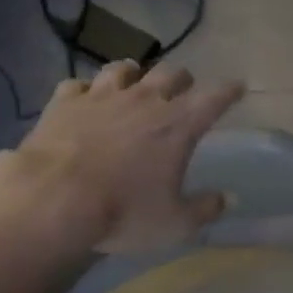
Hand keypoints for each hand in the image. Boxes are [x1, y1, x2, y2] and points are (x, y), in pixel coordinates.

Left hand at [14, 61, 243, 253]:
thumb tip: (229, 198)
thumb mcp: (174, 223)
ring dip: (134, 74)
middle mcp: (143, 100)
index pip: (214, 98)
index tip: (238, 86)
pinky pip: (78, 84)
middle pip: (170, 74)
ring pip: (123, 69)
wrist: (55, 197)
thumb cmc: (124, 212)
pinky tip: (84, 98)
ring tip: (135, 81)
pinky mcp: (64, 101)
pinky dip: (86, 90)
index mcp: (177, 126)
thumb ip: (205, 208)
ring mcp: (100, 96)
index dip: (229, 91)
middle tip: (185, 87)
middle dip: (182, 79)